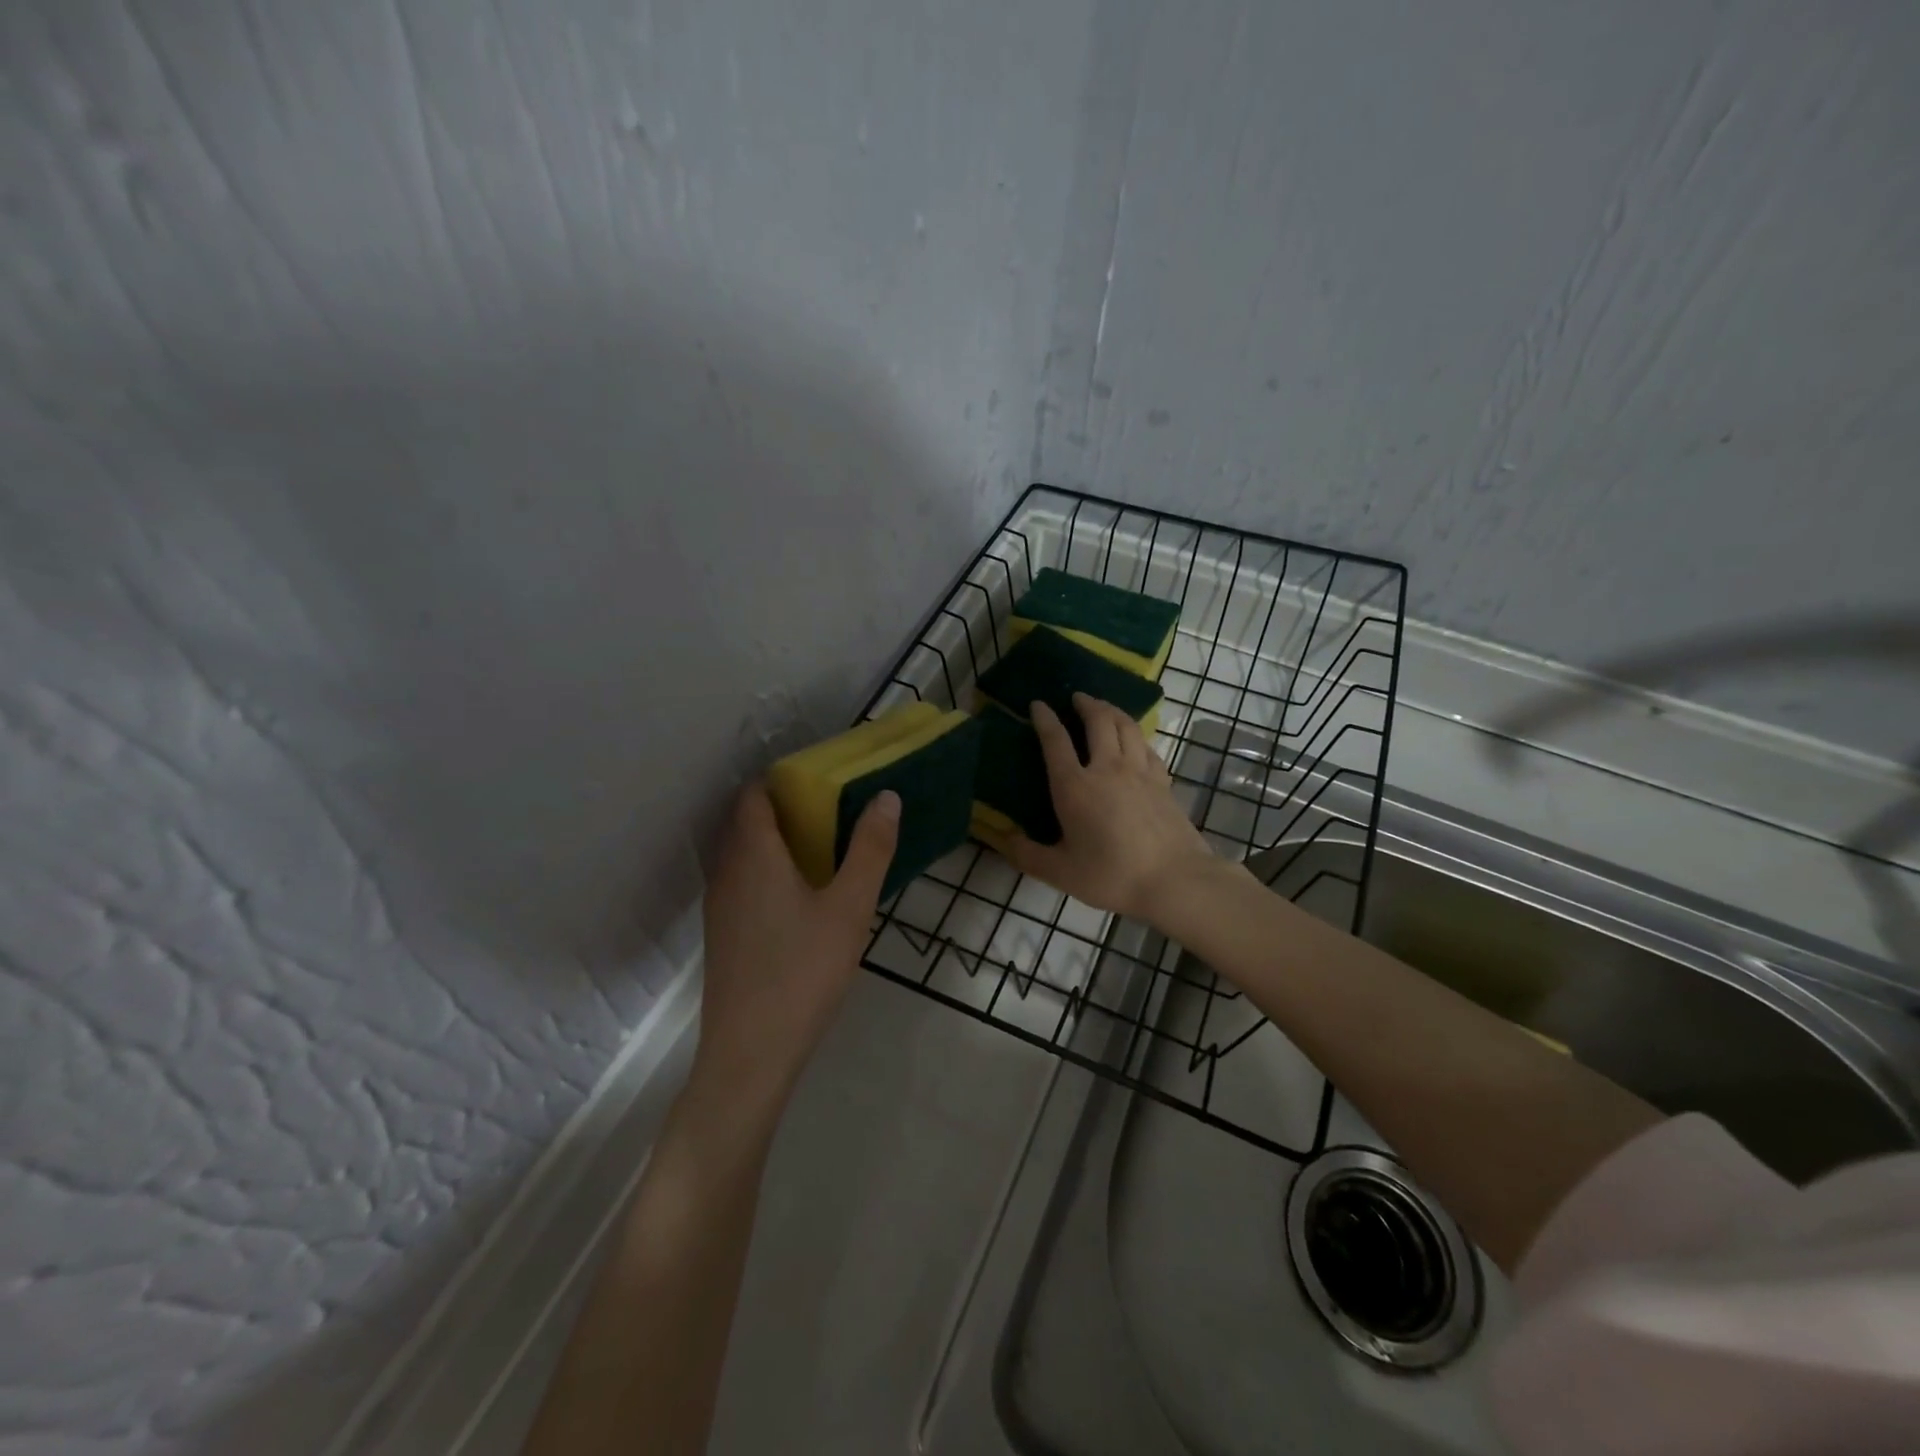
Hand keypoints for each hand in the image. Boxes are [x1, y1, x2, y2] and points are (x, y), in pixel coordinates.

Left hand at [692, 783, 899, 1114]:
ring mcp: (720, 905)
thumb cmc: (803, 971)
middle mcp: (727, 871)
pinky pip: (742, 880)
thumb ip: (870, 849)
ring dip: (775, 839)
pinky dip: (767, 868)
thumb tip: (886, 796)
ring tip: (823, 846)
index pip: (754, 794)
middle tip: (832, 808)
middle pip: (746, 820)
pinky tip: (801, 894)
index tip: (821, 777)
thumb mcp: (849, 907)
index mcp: (753, 854)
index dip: (782, 778)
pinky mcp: (723, 933)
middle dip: (784, 806)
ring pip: (742, 853)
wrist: (750, 1053)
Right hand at [980, 694, 1218, 924]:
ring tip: (1104, 707)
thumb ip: (1028, 855)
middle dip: (1086, 703)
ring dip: (1113, 711)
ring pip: (1127, 726)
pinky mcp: (1163, 782)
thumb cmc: (1112, 875)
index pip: (1056, 741)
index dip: (1045, 719)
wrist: (1174, 880)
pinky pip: (1148, 747)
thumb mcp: (1060, 873)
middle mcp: (1107, 768)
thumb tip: (1005, 839)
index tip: (1038, 704)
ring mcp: (1140, 772)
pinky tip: (1135, 741)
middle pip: (1098, 721)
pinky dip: (1137, 737)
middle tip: (1078, 697)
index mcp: (1074, 786)